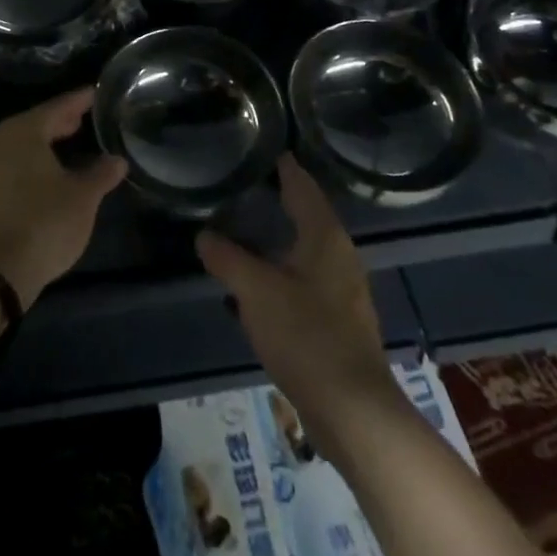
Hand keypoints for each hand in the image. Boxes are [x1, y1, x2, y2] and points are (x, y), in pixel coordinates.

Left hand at [0, 88, 125, 310]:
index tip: (97, 93)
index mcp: (24, 131)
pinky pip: (13, 163)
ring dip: (46, 142)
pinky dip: (33, 161)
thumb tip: (117, 160)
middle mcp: (0, 140)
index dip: (80, 100)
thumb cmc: (43, 222)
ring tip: (71, 142)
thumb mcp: (82, 198)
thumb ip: (101, 174)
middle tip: (86, 117)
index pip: (58, 107)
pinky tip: (50, 173)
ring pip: (23, 144)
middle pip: (36, 123)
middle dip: (62, 121)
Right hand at [196, 157, 404, 460]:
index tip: (263, 145)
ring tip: (245, 225)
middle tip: (245, 181)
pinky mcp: (338, 319)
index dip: (283, 165)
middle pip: (307, 213)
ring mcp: (342, 288)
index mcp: (324, 236)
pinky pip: (304, 277)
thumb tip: (204, 235)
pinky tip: (258, 280)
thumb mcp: (255, 291)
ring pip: (305, 248)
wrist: (353, 410)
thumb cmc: (306, 337)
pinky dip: (281, 268)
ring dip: (279, 235)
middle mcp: (339, 254)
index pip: (302, 185)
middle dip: (279, 197)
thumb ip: (227, 258)